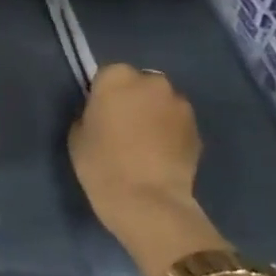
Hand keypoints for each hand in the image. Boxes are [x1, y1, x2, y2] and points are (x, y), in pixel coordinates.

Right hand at [68, 64, 217, 275]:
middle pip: (139, 84)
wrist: (147, 201)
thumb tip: (103, 113)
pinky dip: (170, 132)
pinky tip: (161, 154)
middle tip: (123, 125)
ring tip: (145, 142)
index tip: (100, 113)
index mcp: (117, 78)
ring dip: (154, 114)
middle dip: (134, 99)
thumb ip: (90, 113)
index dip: (104, 94)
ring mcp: (180, 105)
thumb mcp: (77, 133)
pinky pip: (177, 123)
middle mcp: (152, 82)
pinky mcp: (198, 129)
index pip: (108, 74)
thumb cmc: (101, 163)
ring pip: (162, 102)